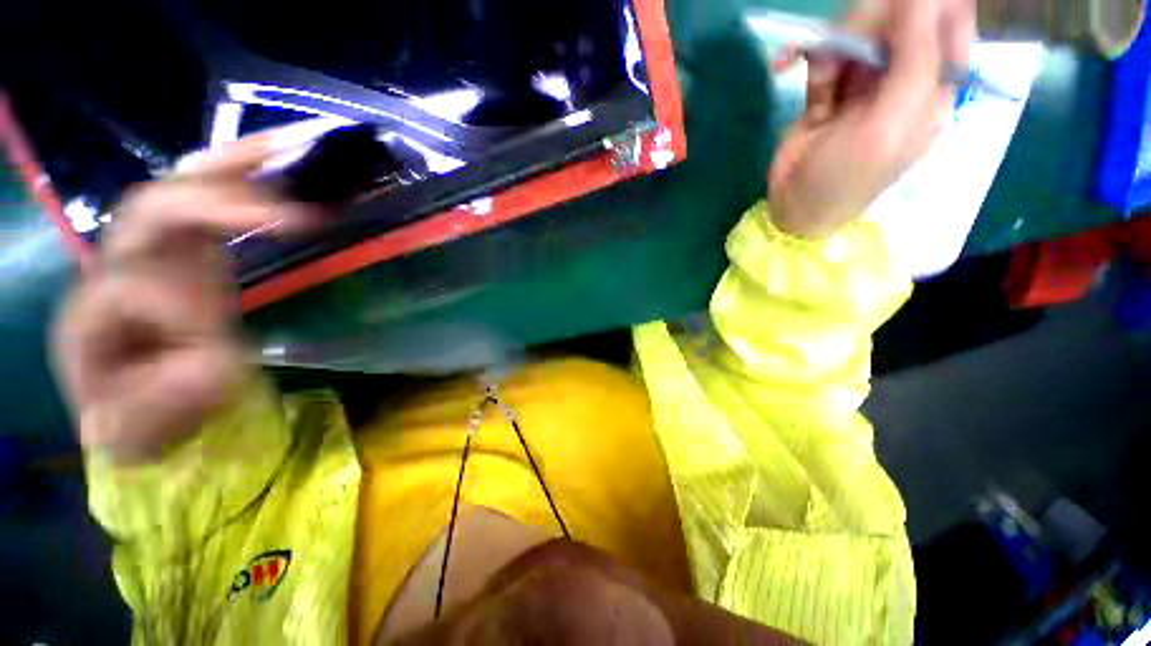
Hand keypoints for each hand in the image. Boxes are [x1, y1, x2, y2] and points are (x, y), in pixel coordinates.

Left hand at [51, 130, 315, 461]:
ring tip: (300, 152)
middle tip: (295, 216)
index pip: (133, 286)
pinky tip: (288, 160)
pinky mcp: (192, 241)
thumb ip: (168, 400)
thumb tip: (225, 359)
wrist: (133, 395)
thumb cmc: (136, 414)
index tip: (233, 345)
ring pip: (188, 184)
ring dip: (244, 167)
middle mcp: (119, 262)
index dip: (185, 308)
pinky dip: (252, 171)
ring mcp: (156, 245)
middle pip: (156, 208)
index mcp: (95, 313)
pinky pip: (217, 192)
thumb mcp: (143, 428)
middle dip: (222, 204)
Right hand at [767, 0, 974, 237]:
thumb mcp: (890, 122)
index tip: (895, 5)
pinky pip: (825, 56)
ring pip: (858, 35)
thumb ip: (916, 57)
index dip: (927, 6)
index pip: (949, 24)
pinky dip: (808, 60)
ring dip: (831, 48)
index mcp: (933, 89)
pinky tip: (784, 67)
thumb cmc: (846, 177)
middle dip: (867, 25)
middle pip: (898, 23)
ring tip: (816, 79)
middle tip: (841, 45)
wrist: (793, 205)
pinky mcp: (831, 89)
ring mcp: (865, 83)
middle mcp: (903, 79)